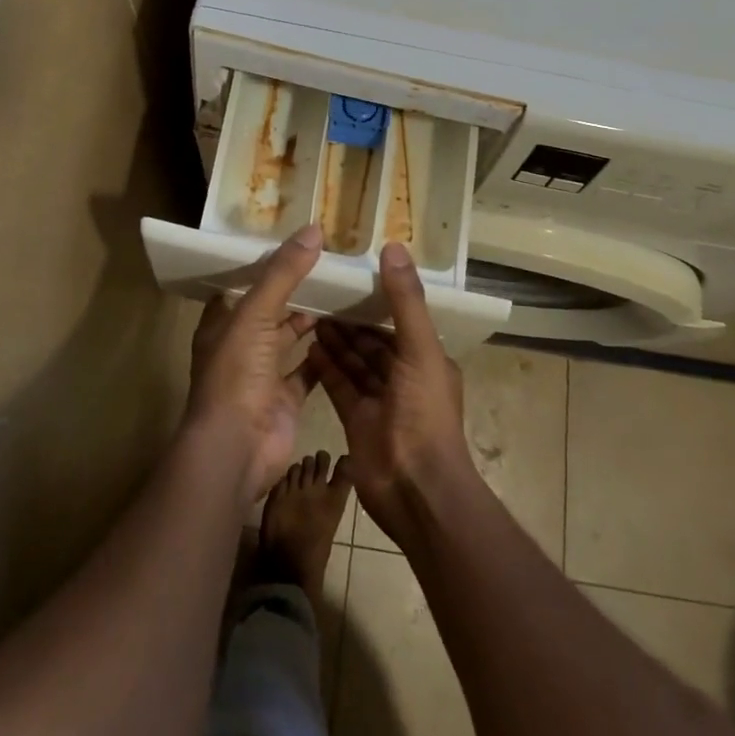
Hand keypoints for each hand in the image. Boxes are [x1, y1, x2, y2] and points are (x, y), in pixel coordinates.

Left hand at [185, 223, 323, 505]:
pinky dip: (326, 352)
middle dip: (296, 289)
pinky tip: (349, 331)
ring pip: (290, 337)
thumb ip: (283, 273)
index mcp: (222, 323)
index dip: (265, 264)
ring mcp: (263, 373)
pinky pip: (309, 368)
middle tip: (330, 263)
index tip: (296, 243)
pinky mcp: (286, 397)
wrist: (236, 449)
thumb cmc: (236, 374)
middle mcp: (240, 345)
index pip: (243, 284)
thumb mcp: (256, 314)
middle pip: (270, 309)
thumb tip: (313, 229)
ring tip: (344, 290)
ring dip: (312, 318)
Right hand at [306, 242, 476, 546]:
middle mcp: (405, 377)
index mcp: (427, 359)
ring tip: (310, 310)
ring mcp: (380, 401)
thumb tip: (394, 246)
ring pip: (355, 361)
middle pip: (374, 340)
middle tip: (322, 290)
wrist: (415, 489)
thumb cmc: (424, 414)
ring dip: (336, 339)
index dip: (379, 297)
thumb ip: (405, 300)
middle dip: (352, 318)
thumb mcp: (419, 349)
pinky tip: (307, 344)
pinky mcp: (356, 420)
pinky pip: (340, 385)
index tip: (353, 273)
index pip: (401, 319)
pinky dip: (326, 366)